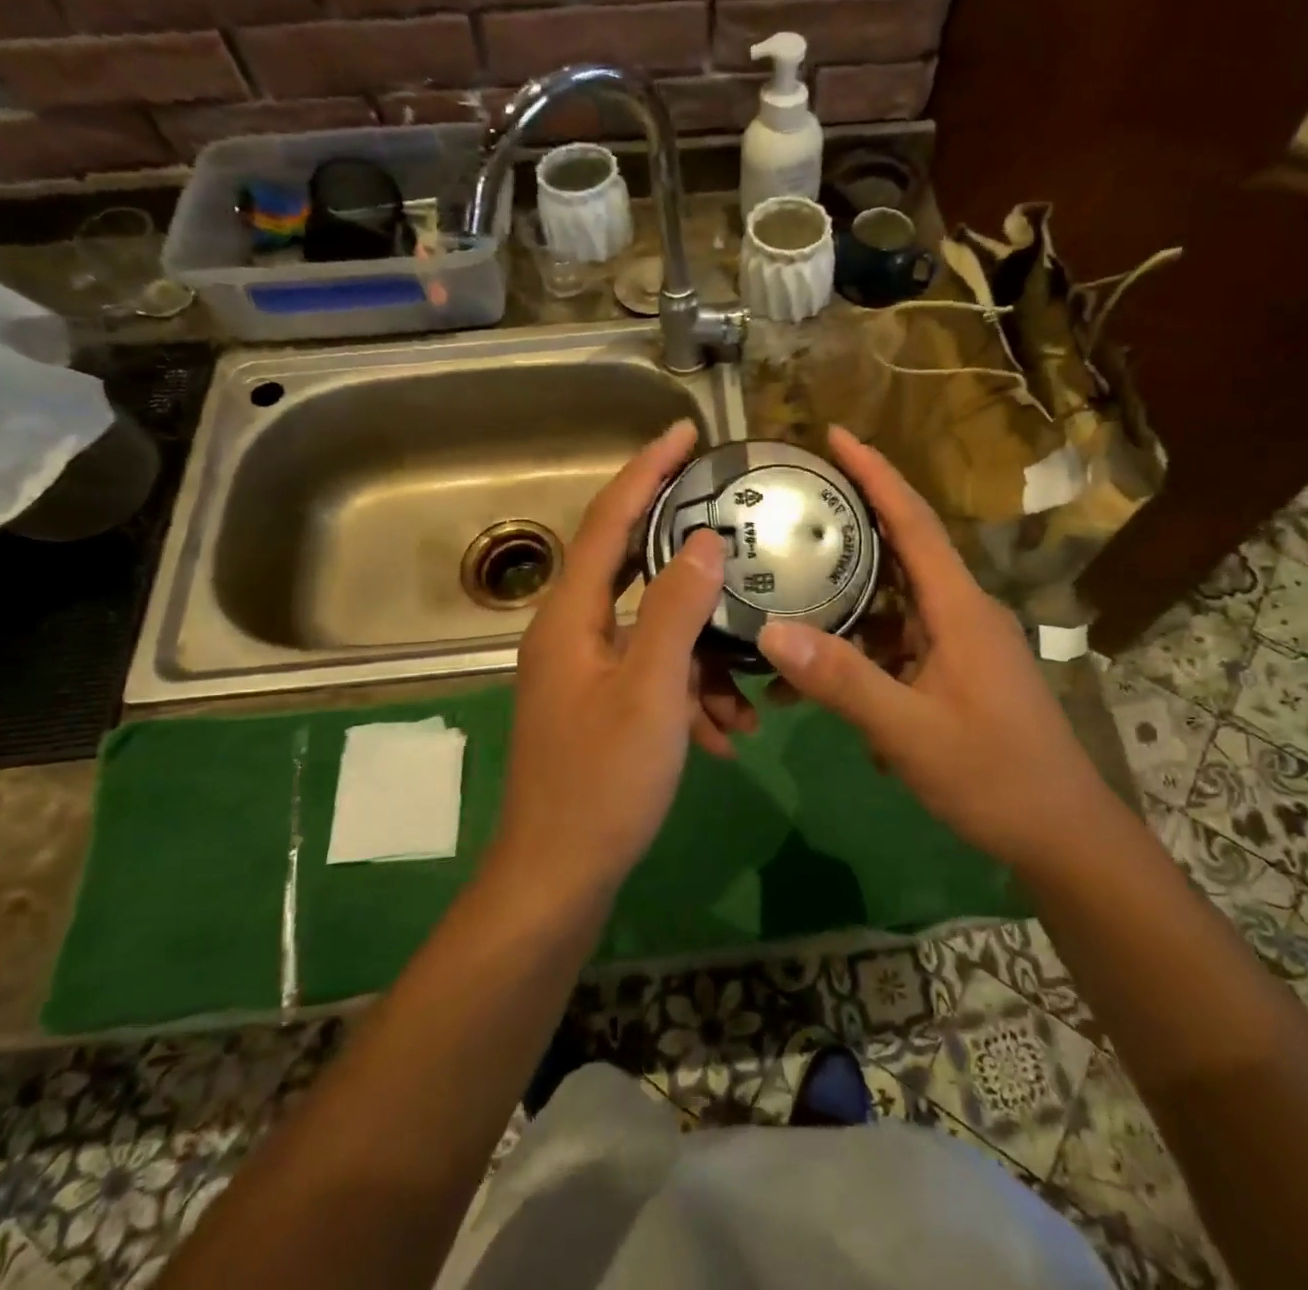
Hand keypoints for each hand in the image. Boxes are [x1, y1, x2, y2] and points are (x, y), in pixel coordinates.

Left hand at [492, 420, 735, 899]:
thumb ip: (675, 610)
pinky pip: (654, 677)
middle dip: (686, 554)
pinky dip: (690, 694)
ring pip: (654, 633)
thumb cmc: (603, 781)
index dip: (646, 470)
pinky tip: (724, 734)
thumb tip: (705, 541)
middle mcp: (571, 632)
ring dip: (703, 656)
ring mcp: (585, 672)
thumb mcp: (651, 690)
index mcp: (571, 616)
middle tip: (734, 526)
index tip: (684, 431)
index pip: (608, 520)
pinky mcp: (601, 706)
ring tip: (746, 695)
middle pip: (632, 567)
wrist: (561, 875)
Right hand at [757, 427, 1106, 872]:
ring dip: (848, 601)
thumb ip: (842, 680)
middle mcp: (962, 613)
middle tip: (793, 505)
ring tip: (789, 588)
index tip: (836, 435)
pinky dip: (862, 650)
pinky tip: (822, 677)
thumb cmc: (994, 776)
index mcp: (960, 609)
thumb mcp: (909, 731)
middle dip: (851, 524)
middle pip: (901, 552)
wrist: (1060, 833)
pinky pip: (899, 645)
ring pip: (894, 605)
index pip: (914, 523)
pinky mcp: (955, 674)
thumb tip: (770, 630)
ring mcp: (960, 645)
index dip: (876, 474)